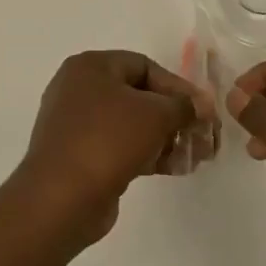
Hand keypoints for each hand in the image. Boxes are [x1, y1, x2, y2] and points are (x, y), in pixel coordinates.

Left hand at [18, 50, 218, 240]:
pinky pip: (121, 147)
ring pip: (133, 124)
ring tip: (196, 156)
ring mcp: (77, 125)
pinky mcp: (81, 156)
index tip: (203, 110)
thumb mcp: (156, 115)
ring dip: (167, 138)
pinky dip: (148, 153)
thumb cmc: (108, 140)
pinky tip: (175, 168)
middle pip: (141, 96)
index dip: (179, 86)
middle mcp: (79, 90)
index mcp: (90, 67)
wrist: (62, 198)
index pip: (145, 66)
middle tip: (204, 136)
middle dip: (176, 117)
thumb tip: (202, 106)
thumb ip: (185, 105)